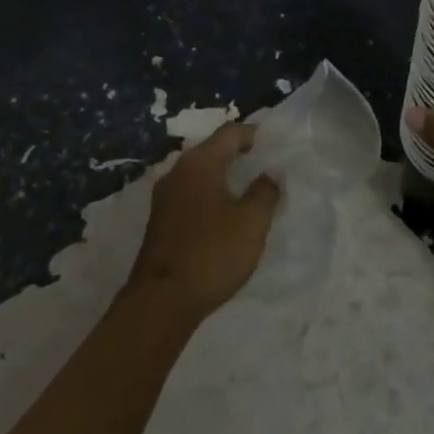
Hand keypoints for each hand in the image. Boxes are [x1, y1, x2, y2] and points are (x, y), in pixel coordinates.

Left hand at [125, 122, 280, 322]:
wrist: (162, 301)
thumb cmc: (212, 253)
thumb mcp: (251, 222)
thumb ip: (265, 192)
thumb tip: (270, 172)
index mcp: (200, 163)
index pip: (229, 133)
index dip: (253, 133)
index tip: (273, 141)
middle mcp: (178, 171)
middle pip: (212, 150)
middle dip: (237, 153)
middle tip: (264, 163)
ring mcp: (164, 196)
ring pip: (200, 174)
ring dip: (223, 176)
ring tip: (248, 187)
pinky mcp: (160, 220)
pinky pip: (191, 194)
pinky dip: (210, 194)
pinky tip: (224, 212)